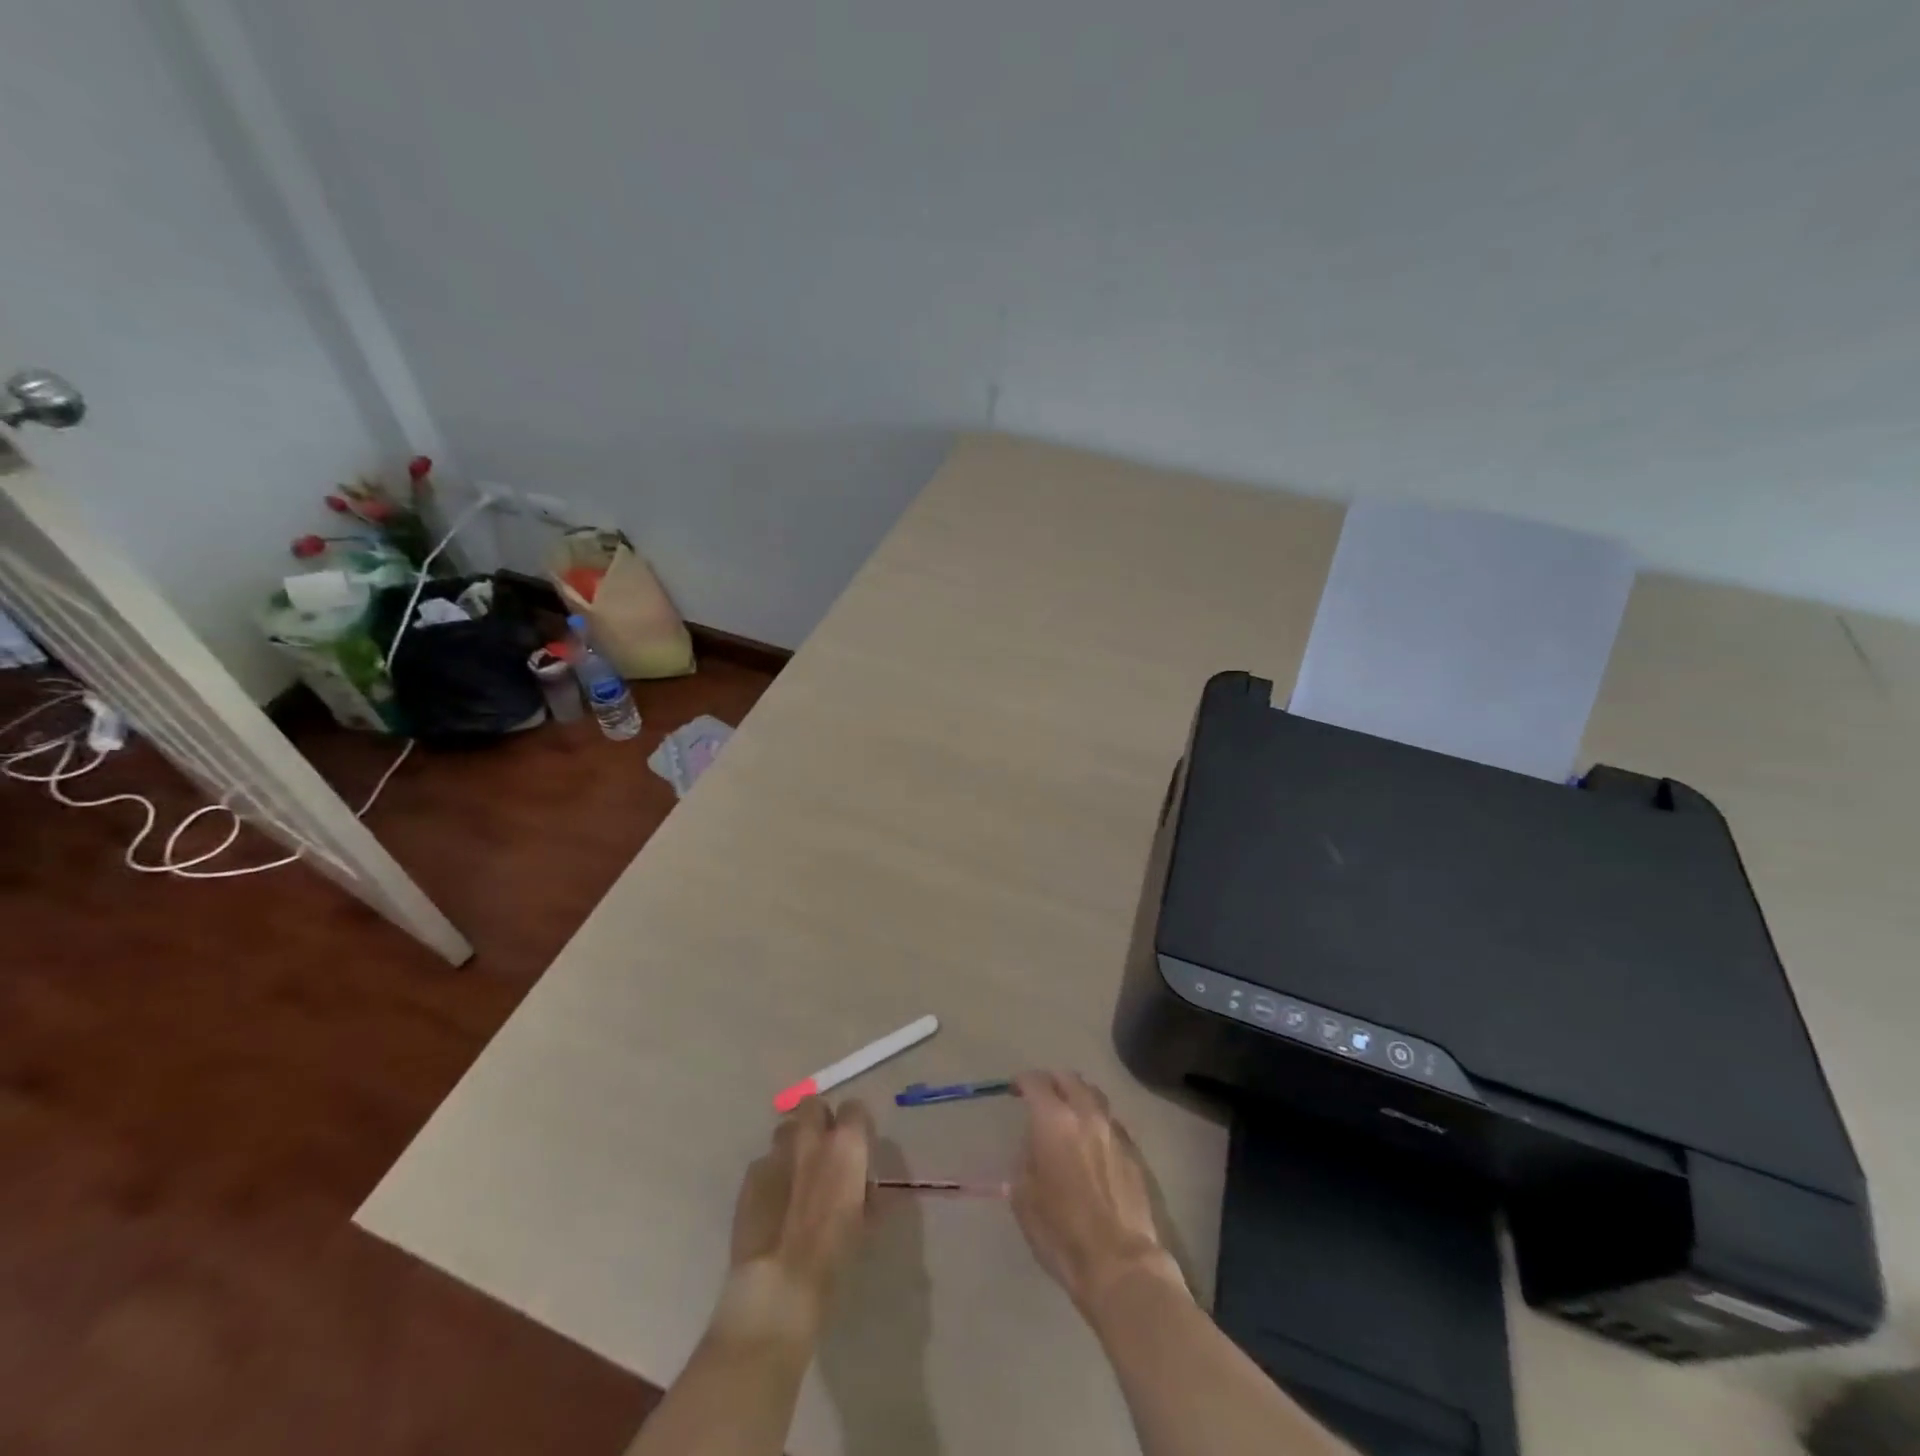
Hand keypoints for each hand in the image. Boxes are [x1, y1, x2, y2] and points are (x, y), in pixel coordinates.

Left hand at [713, 1097, 875, 1345]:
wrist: (778, 1288)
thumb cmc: (834, 1258)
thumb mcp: (865, 1224)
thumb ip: (864, 1192)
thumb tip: (862, 1185)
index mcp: (845, 1146)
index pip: (855, 1109)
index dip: (856, 1127)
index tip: (857, 1147)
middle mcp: (810, 1139)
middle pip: (813, 1105)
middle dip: (819, 1121)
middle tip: (824, 1151)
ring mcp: (775, 1154)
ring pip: (785, 1130)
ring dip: (794, 1144)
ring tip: (796, 1175)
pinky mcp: (749, 1176)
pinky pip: (764, 1162)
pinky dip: (772, 1174)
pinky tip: (772, 1203)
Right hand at [1010, 1071, 1187, 1318]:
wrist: (1120, 1264)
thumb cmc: (1061, 1232)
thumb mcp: (1024, 1199)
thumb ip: (1024, 1164)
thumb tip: (1031, 1153)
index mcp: (1054, 1121)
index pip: (1036, 1082)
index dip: (1022, 1082)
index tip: (1014, 1090)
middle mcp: (1086, 1115)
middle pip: (1070, 1079)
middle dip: (1053, 1082)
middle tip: (1041, 1096)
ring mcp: (1114, 1132)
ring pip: (1095, 1096)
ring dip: (1079, 1097)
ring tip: (1069, 1113)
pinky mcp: (1134, 1153)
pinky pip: (1113, 1123)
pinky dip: (1098, 1122)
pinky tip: (1093, 1142)